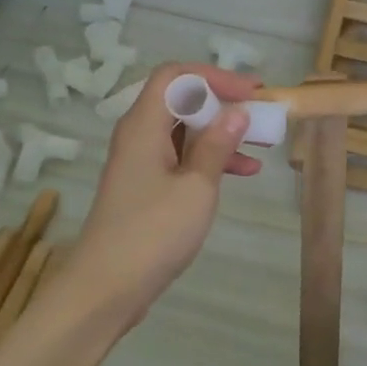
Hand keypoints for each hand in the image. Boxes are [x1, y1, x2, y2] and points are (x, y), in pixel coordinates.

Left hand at [64, 63, 261, 325]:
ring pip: (185, 131)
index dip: (214, 76)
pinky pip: (181, 158)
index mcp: (144, 125)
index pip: (176, 76)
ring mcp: (141, 162)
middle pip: (181, 100)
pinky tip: (244, 173)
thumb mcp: (196, 186)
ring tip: (261, 144)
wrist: (105, 289)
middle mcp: (139, 135)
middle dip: (223, 103)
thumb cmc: (152, 232)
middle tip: (260, 113)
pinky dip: (210, 159)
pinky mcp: (146, 187)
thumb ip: (216, 145)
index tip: (250, 92)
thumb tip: (237, 112)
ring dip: (221, 133)